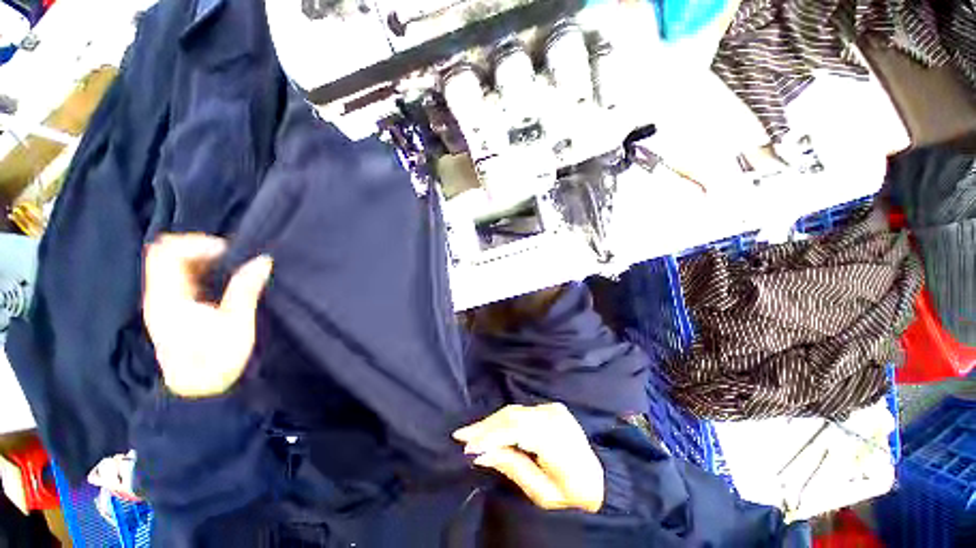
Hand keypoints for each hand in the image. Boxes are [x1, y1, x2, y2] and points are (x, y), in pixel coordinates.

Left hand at [143, 234, 272, 397]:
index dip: (196, 244)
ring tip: (229, 269)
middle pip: (167, 254)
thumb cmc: (217, 358)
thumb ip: (246, 288)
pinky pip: (179, 278)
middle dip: (200, 249)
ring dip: (201, 261)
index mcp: (168, 298)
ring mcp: (162, 304)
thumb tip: (262, 261)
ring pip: (173, 266)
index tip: (228, 252)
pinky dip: (199, 272)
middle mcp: (159, 296)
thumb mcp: (237, 322)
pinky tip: (220, 282)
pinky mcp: (171, 310)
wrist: (200, 391)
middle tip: (231, 259)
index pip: (167, 252)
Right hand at [453, 403, 603, 512]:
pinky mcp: (550, 407)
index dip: (491, 436)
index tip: (467, 446)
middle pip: (513, 417)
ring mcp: (554, 409)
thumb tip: (480, 453)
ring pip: (514, 411)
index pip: (518, 430)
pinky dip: (503, 419)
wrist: (599, 480)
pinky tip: (489, 426)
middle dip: (485, 427)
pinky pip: (520, 411)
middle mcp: (555, 417)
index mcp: (558, 440)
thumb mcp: (543, 494)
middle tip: (461, 436)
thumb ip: (513, 467)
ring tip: (469, 433)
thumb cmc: (573, 495)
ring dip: (491, 422)